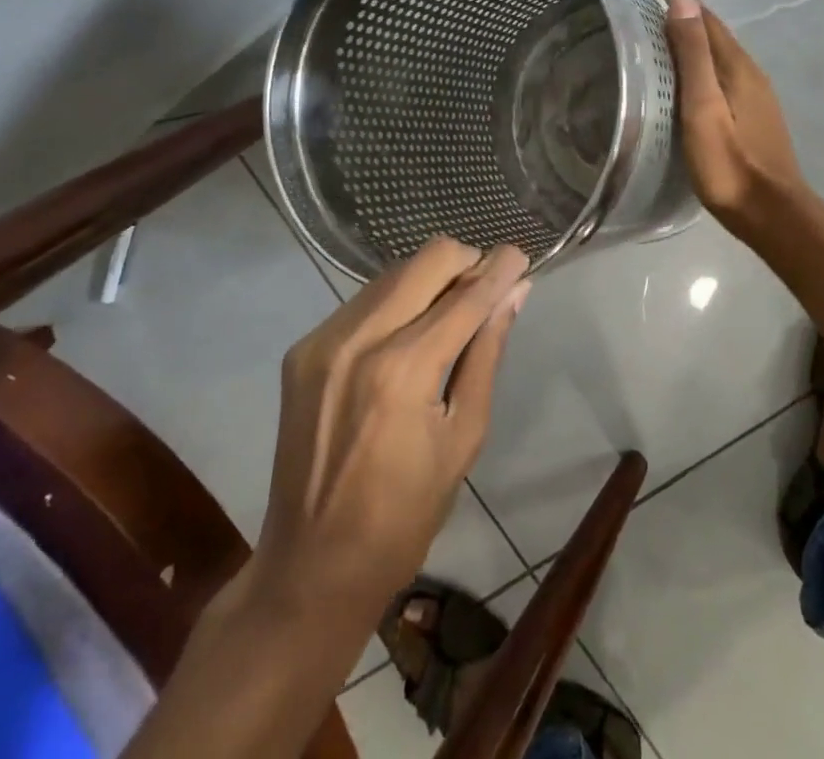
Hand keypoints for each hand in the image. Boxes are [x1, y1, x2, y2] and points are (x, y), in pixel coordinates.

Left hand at [252, 238, 530, 611]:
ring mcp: (324, 340)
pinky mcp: (302, 349)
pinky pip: (364, 300)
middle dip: (466, 263)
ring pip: (395, 272)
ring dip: (431, 280)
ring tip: (449, 315)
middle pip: (427, 259)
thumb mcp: (465, 434)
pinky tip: (407, 336)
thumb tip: (516, 291)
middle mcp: (360, 339)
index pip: (467, 294)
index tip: (521, 257)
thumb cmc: (406, 513)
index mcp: (405, 369)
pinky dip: (396, 302)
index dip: (500, 268)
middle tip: (486, 290)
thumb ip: (487, 351)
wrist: (312, 567)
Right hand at [663, 0, 807, 239]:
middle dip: (686, 15)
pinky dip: (703, 66)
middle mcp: (751, 73)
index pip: (707, 19)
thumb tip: (683, 1)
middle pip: (715, 34)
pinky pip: (724, 76)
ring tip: (661, 37)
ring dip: (694, 41)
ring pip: (721, 56)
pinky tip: (688, 78)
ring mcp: (756, 95)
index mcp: (737, 66)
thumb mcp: (703, 107)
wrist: (771, 213)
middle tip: (648, 7)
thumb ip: (693, 55)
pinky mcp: (754, 116)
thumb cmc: (729, 163)